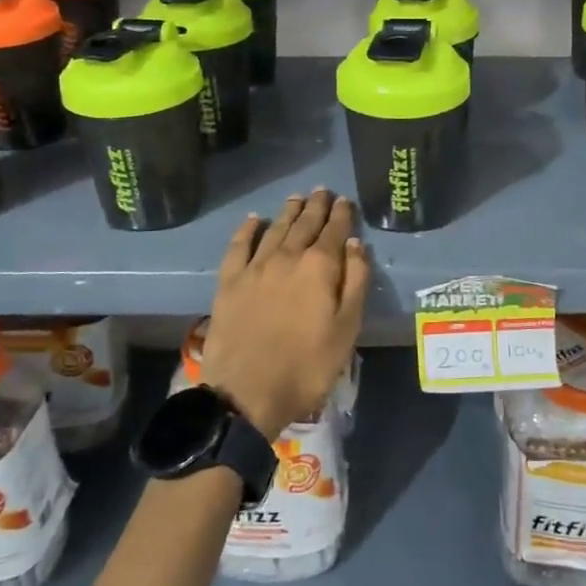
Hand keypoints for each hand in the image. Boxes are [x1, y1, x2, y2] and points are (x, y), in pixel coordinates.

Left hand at [202, 189, 369, 439]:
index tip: (345, 200)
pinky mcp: (229, 282)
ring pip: (275, 229)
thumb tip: (355, 243)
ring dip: (288, 211)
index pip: (334, 230)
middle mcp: (287, 257)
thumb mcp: (347, 329)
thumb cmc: (307, 366)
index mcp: (319, 267)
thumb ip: (355, 281)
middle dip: (316, 206)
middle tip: (323, 191)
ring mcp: (255, 267)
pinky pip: (238, 245)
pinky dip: (247, 229)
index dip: (342, 214)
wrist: (246, 394)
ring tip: (297, 198)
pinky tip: (254, 220)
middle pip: (305, 223)